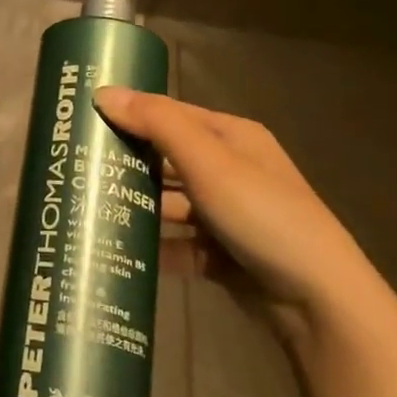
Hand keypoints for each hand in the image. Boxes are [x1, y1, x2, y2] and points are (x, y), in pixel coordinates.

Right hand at [93, 87, 377, 323]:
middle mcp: (231, 171)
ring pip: (170, 205)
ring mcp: (228, 216)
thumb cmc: (263, 215)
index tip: (83, 120)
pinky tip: (120, 253)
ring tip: (88, 211)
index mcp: (233, 138)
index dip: (130, 113)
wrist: (319, 304)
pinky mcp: (224, 256)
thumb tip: (103, 92)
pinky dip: (154, 249)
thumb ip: (157, 124)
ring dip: (137, 208)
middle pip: (167, 160)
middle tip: (77, 168)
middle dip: (127, 164)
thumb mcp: (209, 162)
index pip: (170, 114)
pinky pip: (179, 245)